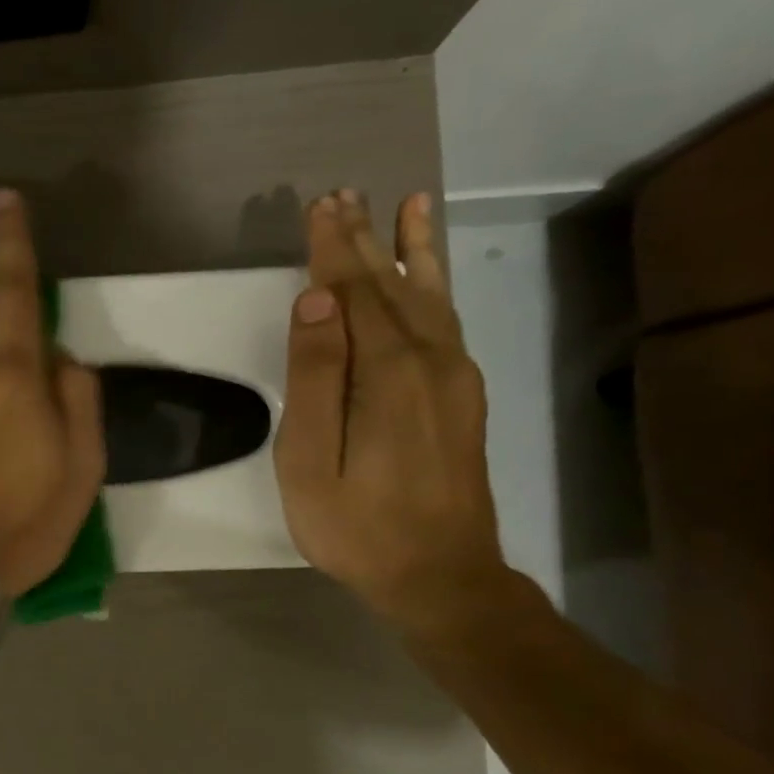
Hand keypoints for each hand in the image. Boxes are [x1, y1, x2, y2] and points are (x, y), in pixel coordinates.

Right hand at [274, 188, 504, 631]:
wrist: (442, 576)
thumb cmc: (357, 526)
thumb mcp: (310, 461)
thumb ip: (313, 377)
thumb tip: (315, 301)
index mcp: (387, 372)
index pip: (354, 291)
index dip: (333, 249)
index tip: (318, 207)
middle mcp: (431, 359)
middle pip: (392, 285)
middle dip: (364, 240)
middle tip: (344, 196)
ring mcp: (456, 376)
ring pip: (429, 296)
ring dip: (410, 251)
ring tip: (409, 206)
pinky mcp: (463, 395)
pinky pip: (446, 321)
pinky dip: (434, 286)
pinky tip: (427, 276)